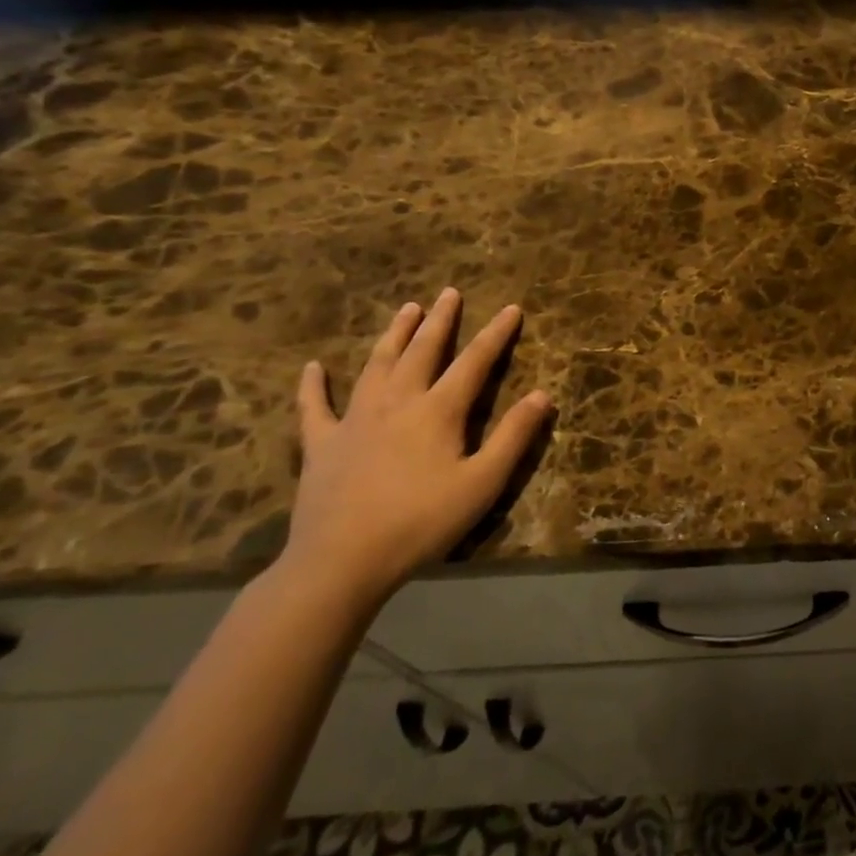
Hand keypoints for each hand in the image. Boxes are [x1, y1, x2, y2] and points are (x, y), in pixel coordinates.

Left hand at [283, 289, 552, 607]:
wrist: (341, 561)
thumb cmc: (421, 522)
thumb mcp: (483, 483)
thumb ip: (514, 436)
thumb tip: (542, 394)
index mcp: (438, 411)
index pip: (474, 362)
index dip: (496, 334)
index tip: (512, 308)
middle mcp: (397, 402)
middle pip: (422, 351)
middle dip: (440, 321)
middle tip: (449, 293)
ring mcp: (354, 420)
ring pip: (377, 365)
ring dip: (393, 335)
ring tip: (406, 309)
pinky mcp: (321, 444)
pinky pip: (314, 407)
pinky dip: (313, 386)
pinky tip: (312, 368)